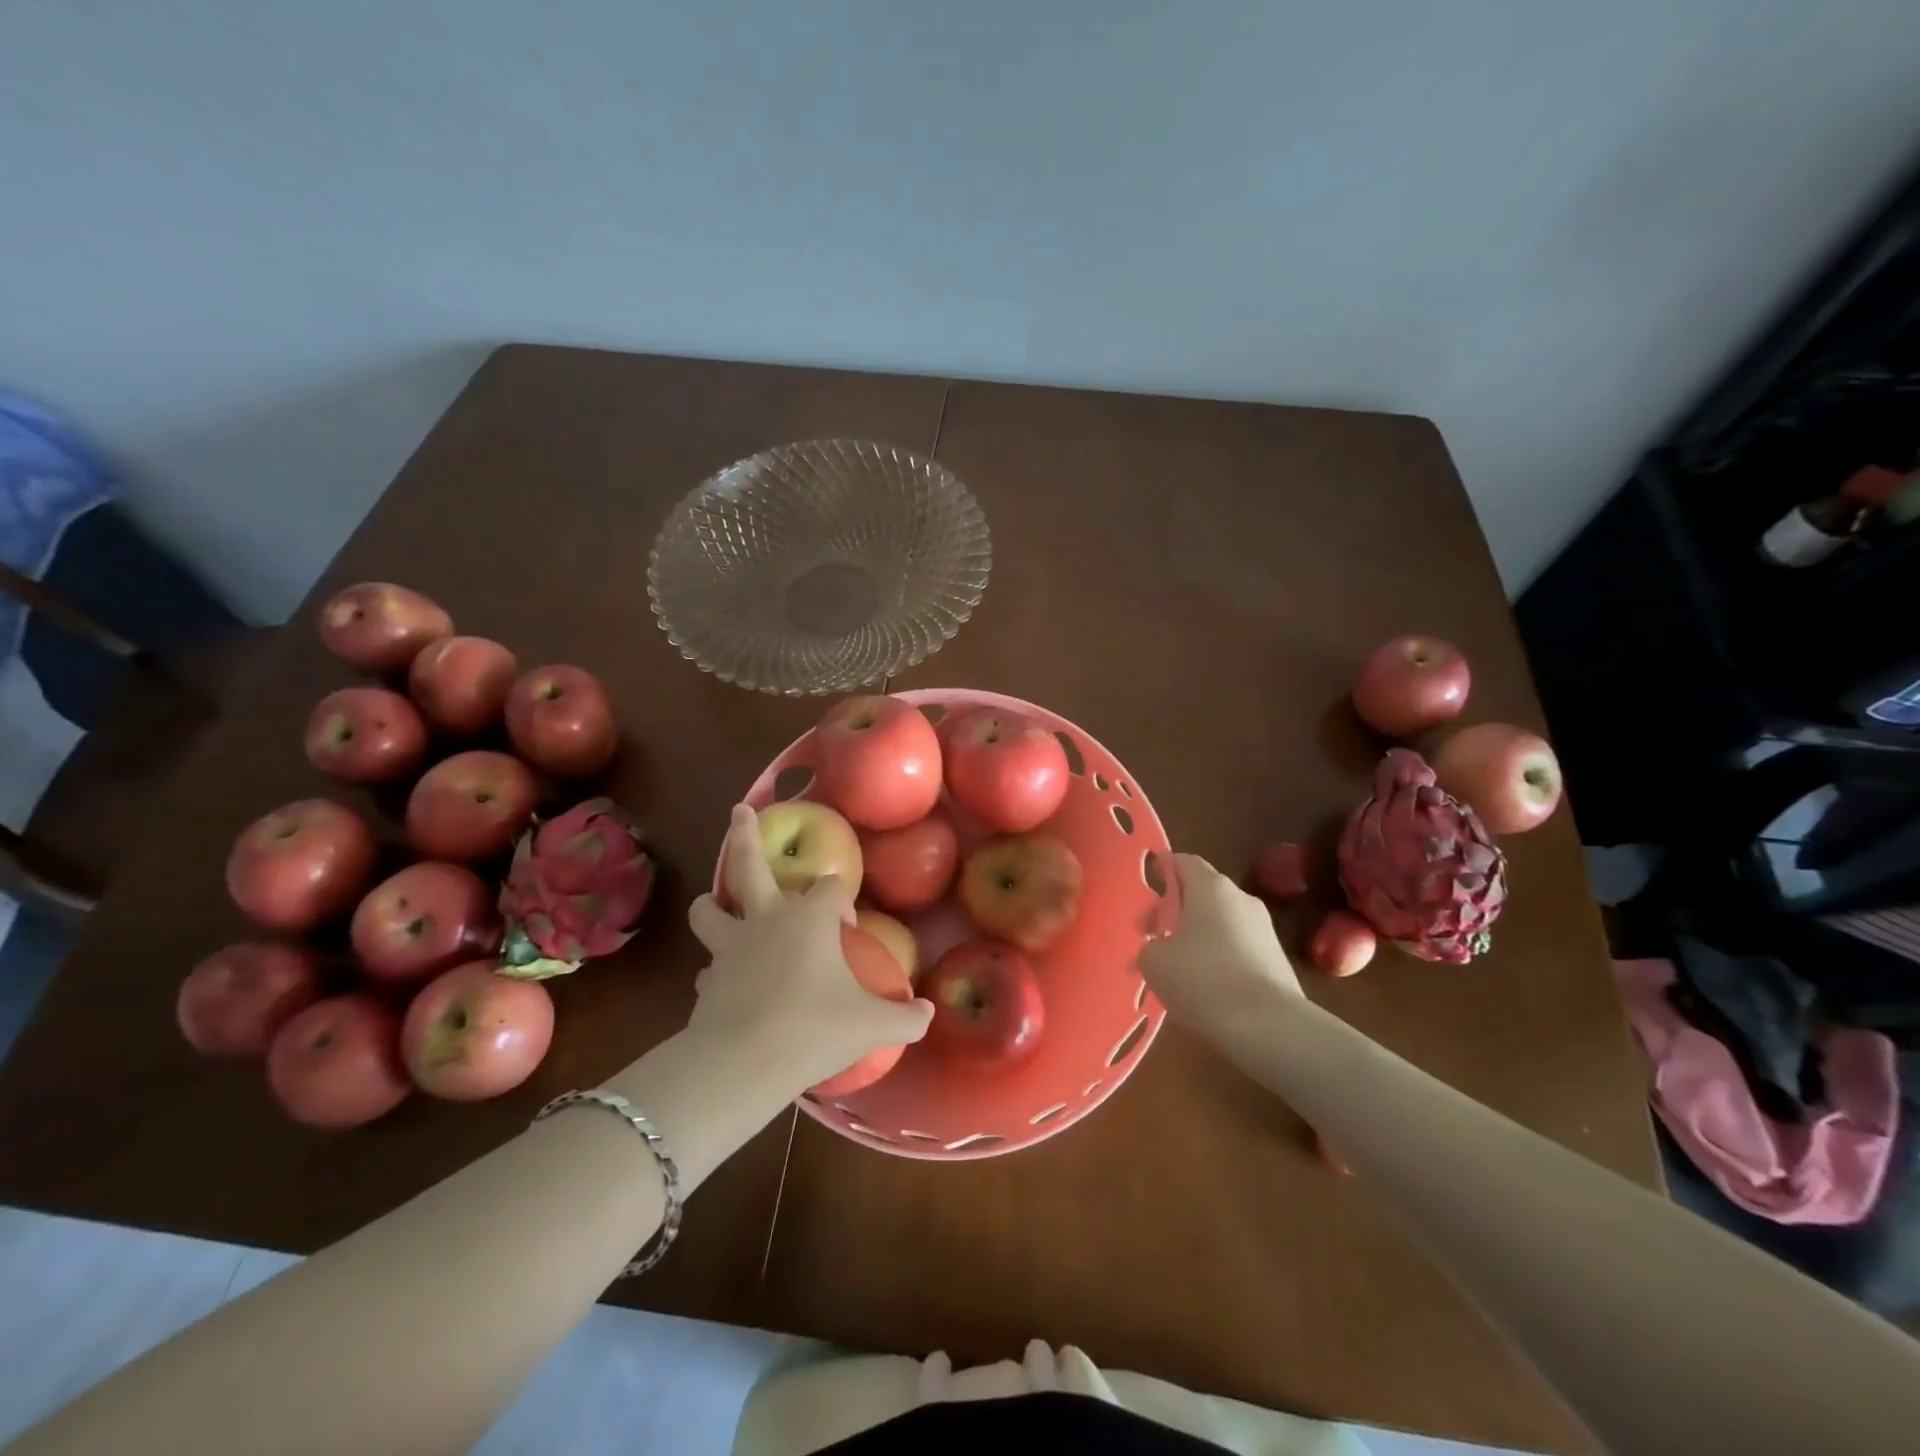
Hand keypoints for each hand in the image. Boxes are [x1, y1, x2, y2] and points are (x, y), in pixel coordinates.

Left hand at [687, 805, 932, 1095]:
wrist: (744, 1061)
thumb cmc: (815, 1028)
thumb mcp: (871, 1025)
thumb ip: (906, 1017)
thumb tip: (929, 1012)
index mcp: (809, 918)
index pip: (830, 888)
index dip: (841, 900)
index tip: (847, 926)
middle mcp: (767, 920)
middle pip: (749, 864)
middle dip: (745, 835)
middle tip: (739, 810)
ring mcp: (730, 947)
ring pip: (709, 909)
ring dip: (713, 902)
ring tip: (714, 901)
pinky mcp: (706, 979)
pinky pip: (709, 964)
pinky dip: (715, 967)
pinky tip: (723, 981)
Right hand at [1139, 854, 1302, 1045]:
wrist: (1271, 1029)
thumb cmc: (1203, 980)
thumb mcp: (1154, 961)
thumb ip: (1150, 944)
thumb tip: (1162, 947)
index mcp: (1211, 887)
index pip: (1184, 861)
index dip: (1163, 870)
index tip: (1148, 892)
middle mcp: (1241, 899)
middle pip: (1202, 893)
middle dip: (1176, 910)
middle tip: (1153, 939)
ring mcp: (1265, 929)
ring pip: (1220, 922)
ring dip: (1197, 936)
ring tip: (1177, 970)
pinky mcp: (1277, 960)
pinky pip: (1238, 948)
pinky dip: (1218, 959)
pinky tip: (1206, 989)